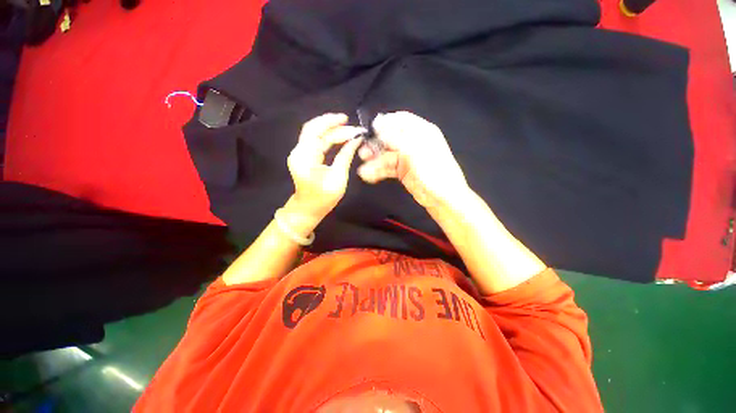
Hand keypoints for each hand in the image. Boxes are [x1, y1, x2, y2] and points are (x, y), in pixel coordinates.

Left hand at [287, 113, 363, 221]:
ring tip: (350, 131)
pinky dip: (328, 137)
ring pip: (315, 134)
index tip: (348, 120)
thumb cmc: (324, 198)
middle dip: (334, 126)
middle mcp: (299, 152)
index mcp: (305, 157)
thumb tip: (356, 140)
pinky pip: (316, 141)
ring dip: (332, 131)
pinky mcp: (304, 156)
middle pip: (315, 130)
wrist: (308, 209)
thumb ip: (346, 156)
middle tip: (353, 128)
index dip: (331, 123)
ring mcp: (300, 153)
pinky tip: (341, 137)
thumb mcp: (338, 177)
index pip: (316, 131)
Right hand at [358, 111, 469, 209]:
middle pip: (390, 138)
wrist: (443, 199)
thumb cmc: (434, 172)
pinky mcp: (403, 171)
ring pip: (387, 155)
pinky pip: (388, 168)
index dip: (385, 123)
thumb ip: (396, 138)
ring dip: (374, 162)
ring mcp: (407, 158)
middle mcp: (413, 143)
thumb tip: (378, 125)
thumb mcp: (415, 151)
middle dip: (376, 145)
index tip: (371, 130)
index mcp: (422, 132)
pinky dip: (378, 171)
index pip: (401, 120)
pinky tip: (369, 176)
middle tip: (363, 153)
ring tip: (363, 170)